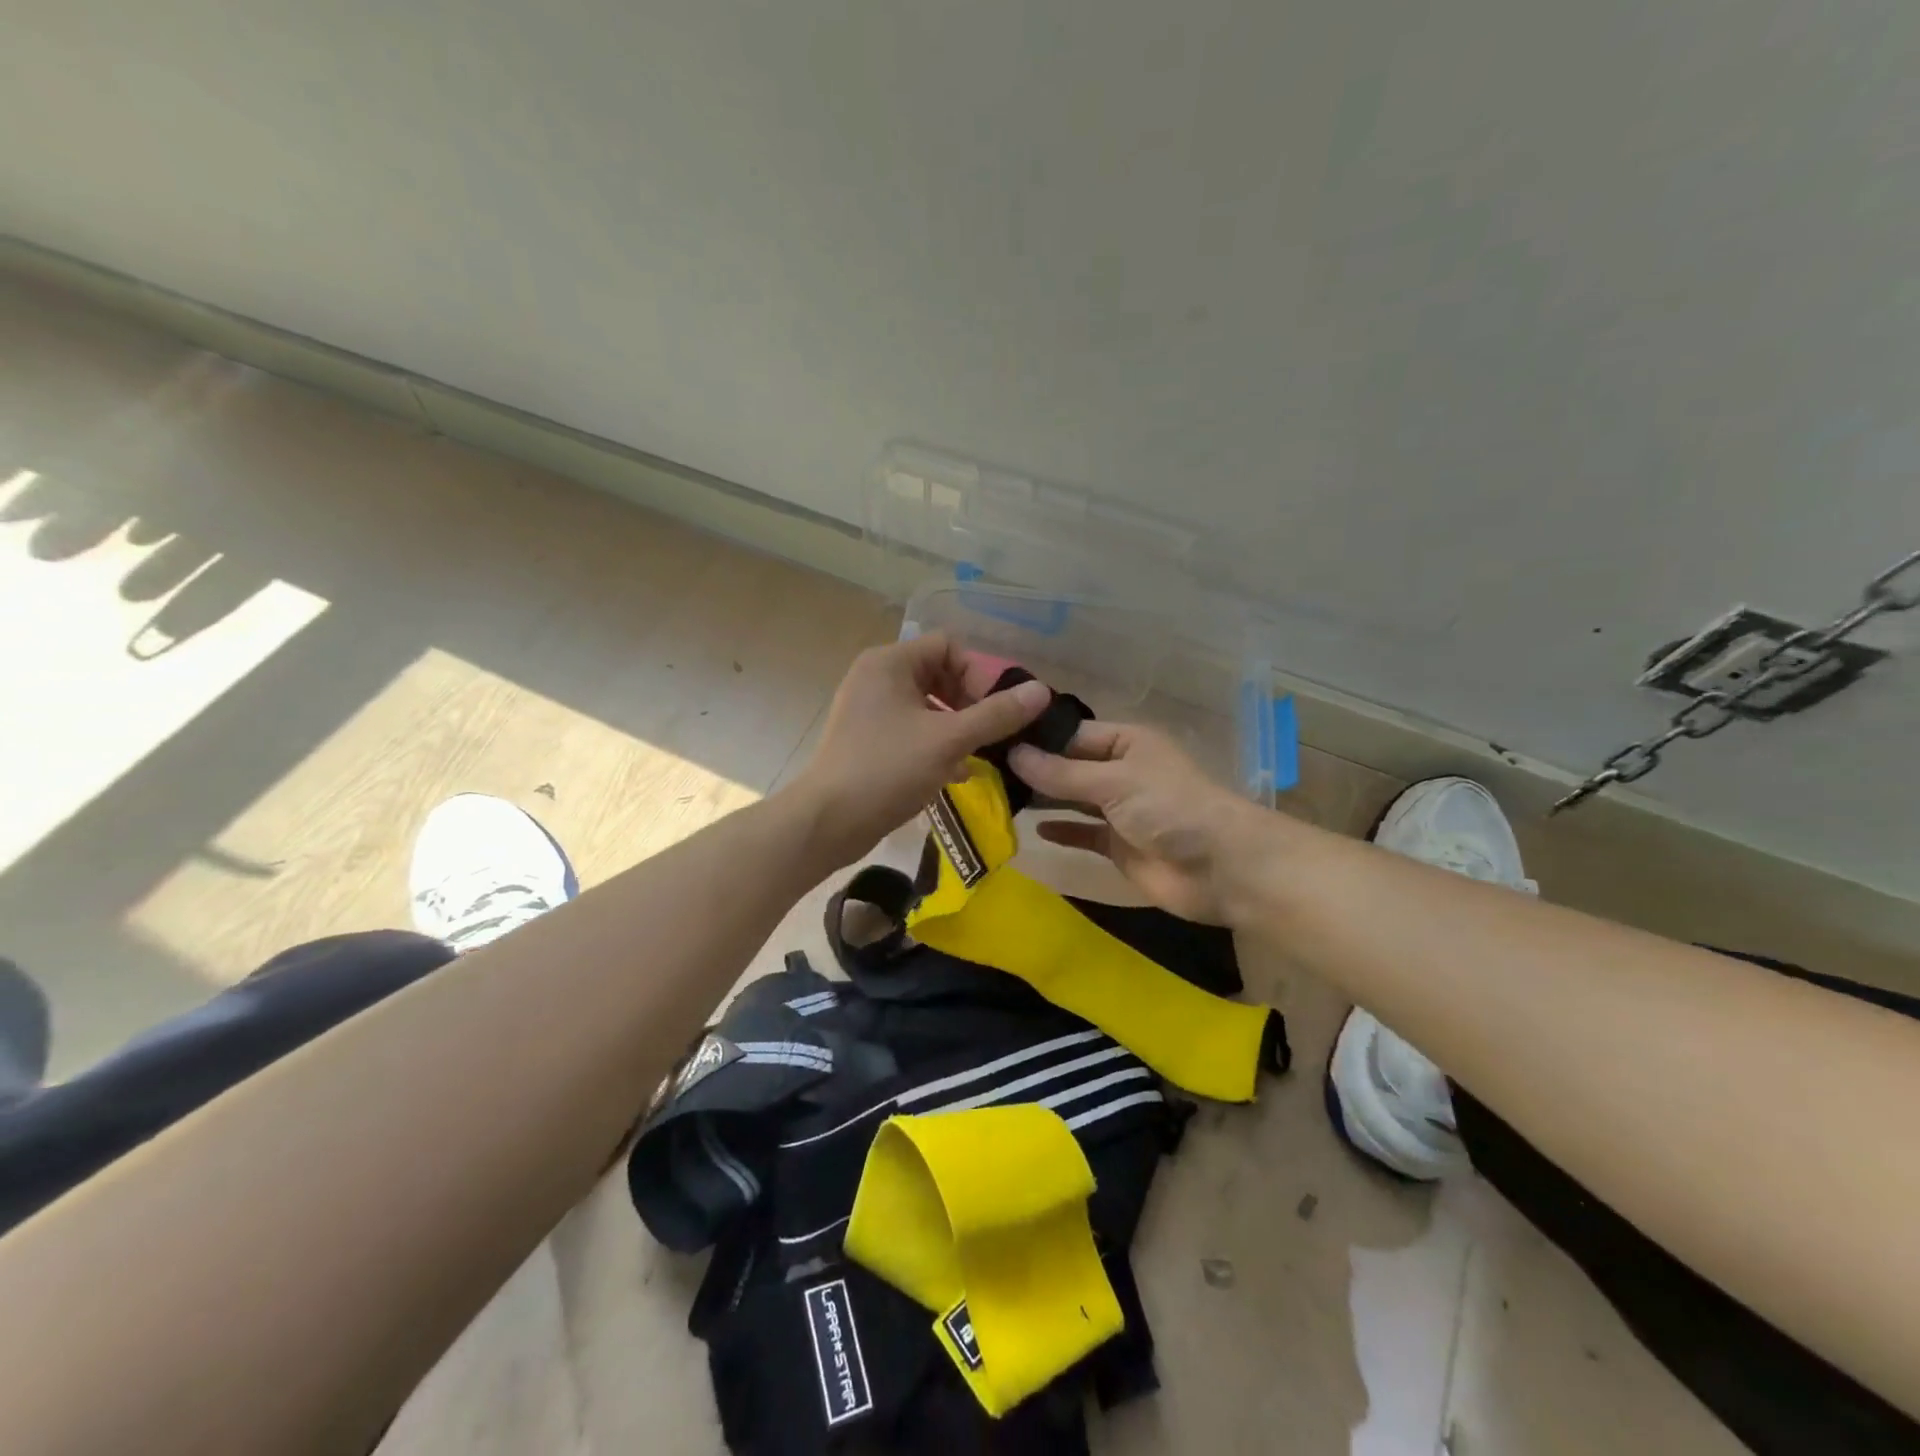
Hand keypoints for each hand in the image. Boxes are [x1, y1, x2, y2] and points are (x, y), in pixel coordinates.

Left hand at [793, 634, 1050, 866]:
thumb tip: (1041, 691)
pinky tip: (957, 772)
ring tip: (980, 754)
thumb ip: (996, 714)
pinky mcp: (867, 739)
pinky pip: (912, 729)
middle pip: (939, 674)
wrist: (827, 821)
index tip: (997, 710)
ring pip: (927, 705)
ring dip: (957, 726)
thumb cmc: (887, 769)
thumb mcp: (949, 740)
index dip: (979, 673)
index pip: (948, 647)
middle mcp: (876, 678)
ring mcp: (868, 710)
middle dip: (971, 702)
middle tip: (993, 733)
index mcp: (890, 663)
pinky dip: (936, 744)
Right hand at [1009, 723, 1262, 924]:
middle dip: (1035, 769)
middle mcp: (1120, 771)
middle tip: (983, 771)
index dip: (1037, 737)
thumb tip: (1012, 754)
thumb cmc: (1169, 808)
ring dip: (1044, 800)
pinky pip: (1082, 833)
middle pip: (1069, 766)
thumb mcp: (1113, 781)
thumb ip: (1061, 773)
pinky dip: (1062, 831)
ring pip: (1072, 800)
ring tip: (998, 797)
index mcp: (1125, 743)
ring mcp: (1119, 810)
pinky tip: (1033, 830)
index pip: (1071, 733)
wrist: (1221, 868)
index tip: (991, 739)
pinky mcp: (1118, 846)